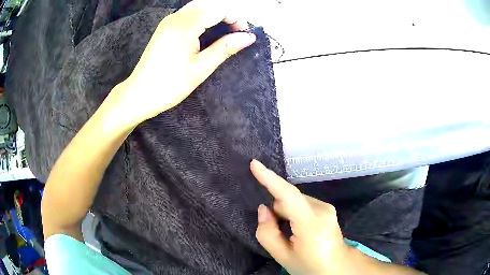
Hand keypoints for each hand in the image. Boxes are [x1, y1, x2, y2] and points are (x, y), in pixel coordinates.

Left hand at [115, 0, 255, 124]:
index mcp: (185, 26)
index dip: (234, 18)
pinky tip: (206, 32)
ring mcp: (168, 21)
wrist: (139, 94)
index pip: (217, 10)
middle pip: (208, 4)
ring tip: (223, 33)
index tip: (243, 33)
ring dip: (214, 15)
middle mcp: (175, 18)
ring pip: (197, 7)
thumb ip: (225, 48)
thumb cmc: (169, 85)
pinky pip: (188, 14)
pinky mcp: (165, 27)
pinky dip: (202, 18)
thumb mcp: (201, 68)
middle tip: (234, 32)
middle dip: (225, 14)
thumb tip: (248, 37)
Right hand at [251, 160, 350, 274]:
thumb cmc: (309, 266)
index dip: (270, 179)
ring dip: (286, 212)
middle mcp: (322, 210)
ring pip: (295, 200)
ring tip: (291, 233)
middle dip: (278, 210)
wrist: (336, 267)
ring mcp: (327, 207)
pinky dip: (294, 212)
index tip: (254, 164)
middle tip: (278, 231)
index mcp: (312, 225)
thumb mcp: (282, 256)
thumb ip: (267, 233)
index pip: (289, 196)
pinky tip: (299, 229)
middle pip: (289, 199)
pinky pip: (303, 203)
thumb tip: (264, 209)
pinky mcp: (328, 208)